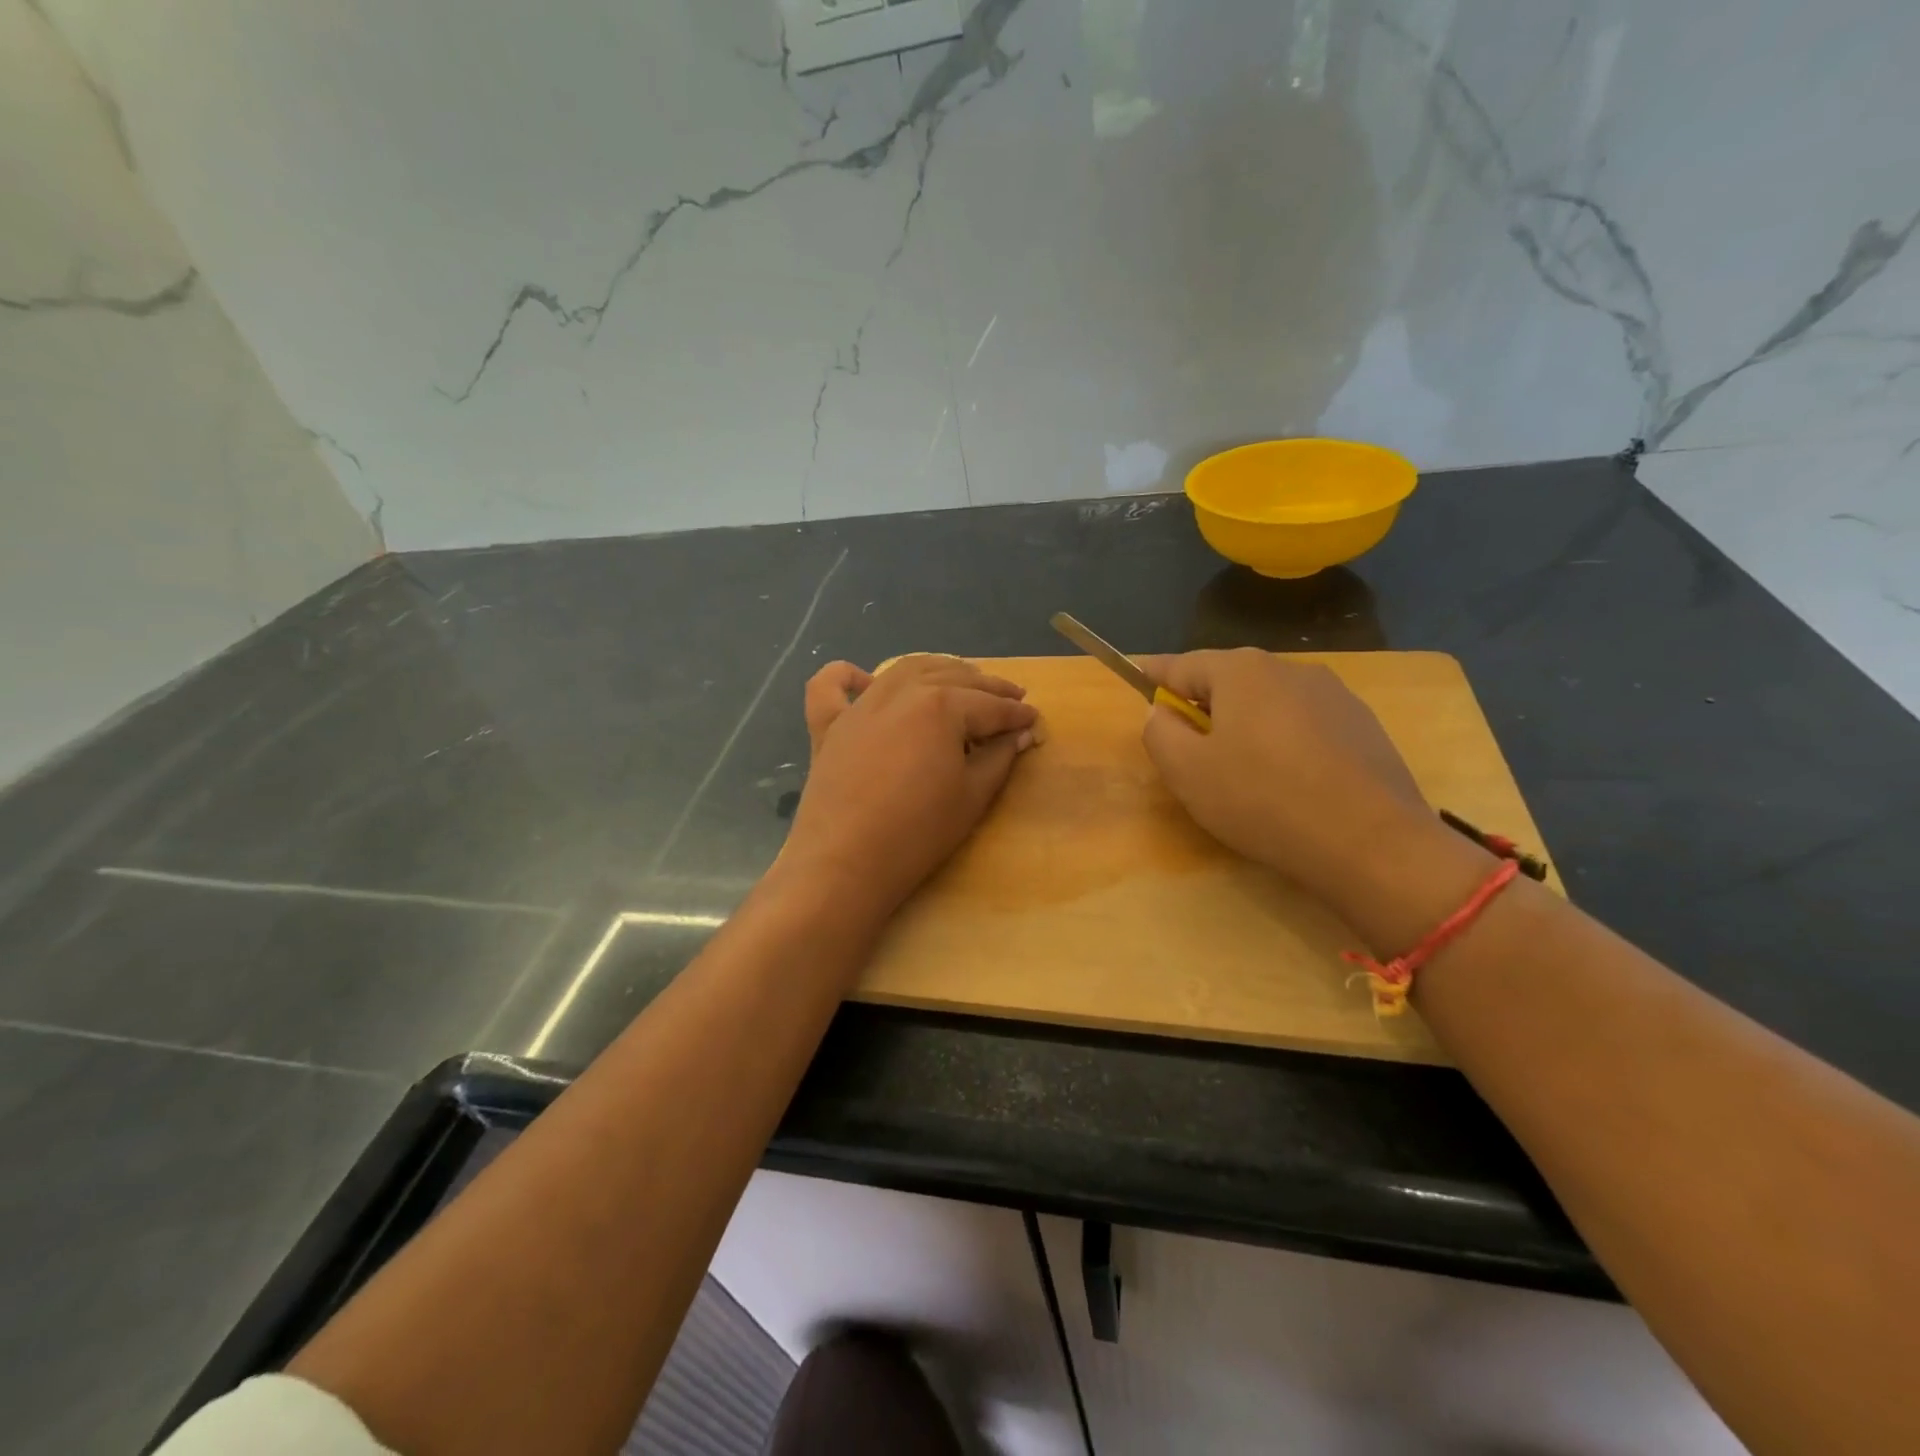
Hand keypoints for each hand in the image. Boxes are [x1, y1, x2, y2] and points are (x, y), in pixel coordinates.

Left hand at [783, 655, 1038, 915]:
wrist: (845, 863)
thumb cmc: (918, 833)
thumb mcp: (973, 796)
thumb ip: (1000, 756)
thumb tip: (1020, 733)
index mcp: (941, 705)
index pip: (989, 706)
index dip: (1016, 713)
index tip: (1034, 718)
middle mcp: (901, 692)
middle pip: (951, 679)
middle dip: (985, 687)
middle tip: (1009, 698)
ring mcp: (860, 707)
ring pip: (903, 671)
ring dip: (937, 670)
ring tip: (959, 682)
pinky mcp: (828, 726)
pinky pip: (831, 687)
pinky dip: (847, 676)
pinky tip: (865, 679)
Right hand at [1139, 649, 1437, 907]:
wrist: (1372, 843)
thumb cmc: (1263, 801)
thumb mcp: (1187, 772)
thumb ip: (1160, 732)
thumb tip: (1162, 712)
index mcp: (1241, 671)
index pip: (1182, 664)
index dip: (1153, 674)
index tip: (1135, 677)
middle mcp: (1289, 668)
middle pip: (1228, 680)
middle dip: (1202, 704)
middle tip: (1186, 744)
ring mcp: (1334, 695)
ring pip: (1268, 701)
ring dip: (1245, 723)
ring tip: (1239, 769)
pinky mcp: (1363, 726)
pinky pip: (1304, 724)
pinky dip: (1283, 740)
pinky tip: (1287, 781)